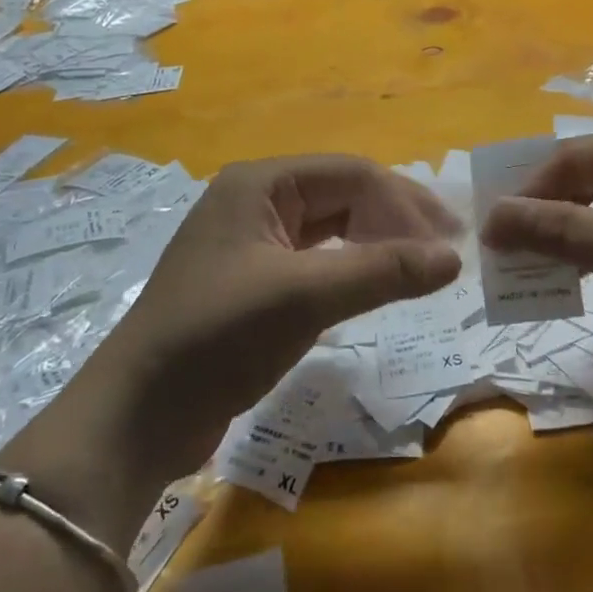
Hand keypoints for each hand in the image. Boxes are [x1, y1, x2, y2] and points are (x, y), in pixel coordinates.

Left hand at [2, 156, 459, 543]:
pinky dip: (349, 270)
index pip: (351, 174)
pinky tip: (374, 287)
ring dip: (375, 244)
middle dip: (394, 220)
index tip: (451, 241)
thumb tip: (454, 258)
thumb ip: (382, 271)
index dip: (405, 202)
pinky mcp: (251, 282)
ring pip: (330, 229)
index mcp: (261, 183)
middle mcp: (256, 201)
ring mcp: (251, 243)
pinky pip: (314, 261)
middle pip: (342, 196)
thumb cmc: (218, 336)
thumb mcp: (304, 296)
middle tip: (444, 254)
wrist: (138, 416)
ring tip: (419, 269)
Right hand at [480, 122, 592, 437]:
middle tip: (501, 255)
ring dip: (566, 238)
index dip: (530, 191)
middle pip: (590, 179)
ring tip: (526, 271)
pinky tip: (570, 281)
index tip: (489, 233)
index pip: (580, 156)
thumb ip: (567, 232)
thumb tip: (493, 218)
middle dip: (545, 214)